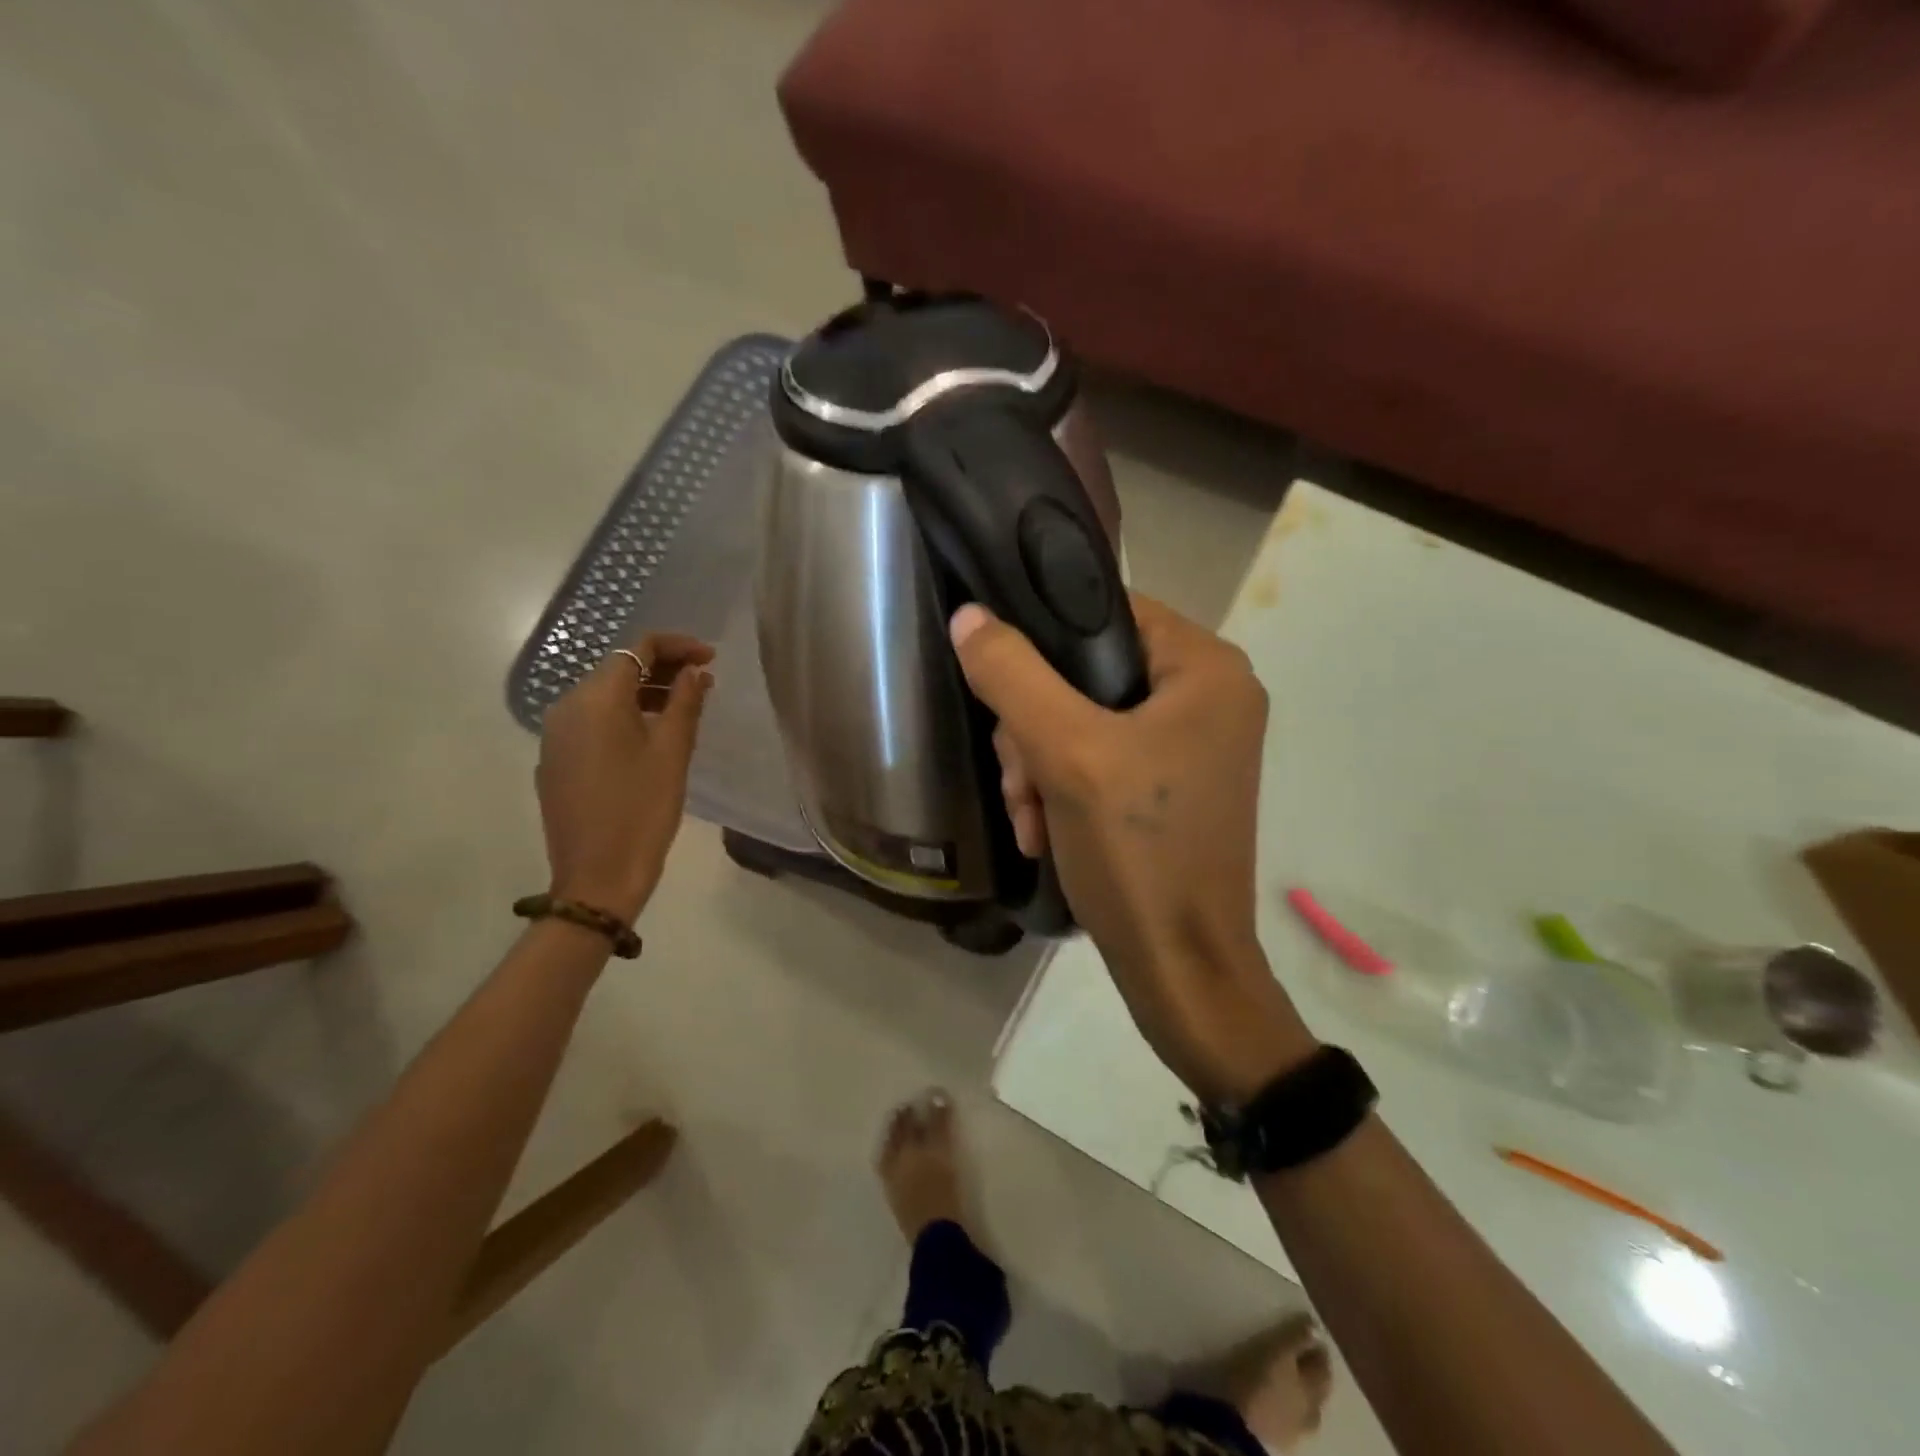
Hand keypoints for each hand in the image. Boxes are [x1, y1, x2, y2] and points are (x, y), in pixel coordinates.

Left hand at [536, 634, 713, 923]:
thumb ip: (685, 702)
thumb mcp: (672, 752)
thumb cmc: (643, 810)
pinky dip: (625, 716)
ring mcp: (556, 735)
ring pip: (604, 696)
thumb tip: (693, 670)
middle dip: (662, 667)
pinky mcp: (556, 760)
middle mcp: (567, 707)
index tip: (711, 658)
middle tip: (704, 681)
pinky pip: (593, 722)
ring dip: (645, 692)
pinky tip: (651, 735)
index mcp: (596, 699)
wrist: (597, 877)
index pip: (638, 649)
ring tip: (684, 707)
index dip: (677, 646)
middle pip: (618, 669)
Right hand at [950, 595, 1312, 1097]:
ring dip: (1040, 767)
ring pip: (1084, 721)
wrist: (1180, 970)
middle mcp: (1209, 696)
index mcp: (1206, 669)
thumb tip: (968, 616)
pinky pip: (1099, 760)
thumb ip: (1014, 677)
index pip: (1107, 611)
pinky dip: (1063, 791)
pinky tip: (1042, 832)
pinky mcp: (1171, 786)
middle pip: (1088, 674)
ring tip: (1028, 819)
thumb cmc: (1138, 853)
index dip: (1043, 638)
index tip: (1001, 686)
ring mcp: (1192, 745)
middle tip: (1019, 780)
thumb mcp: (1066, 755)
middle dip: (1036, 730)